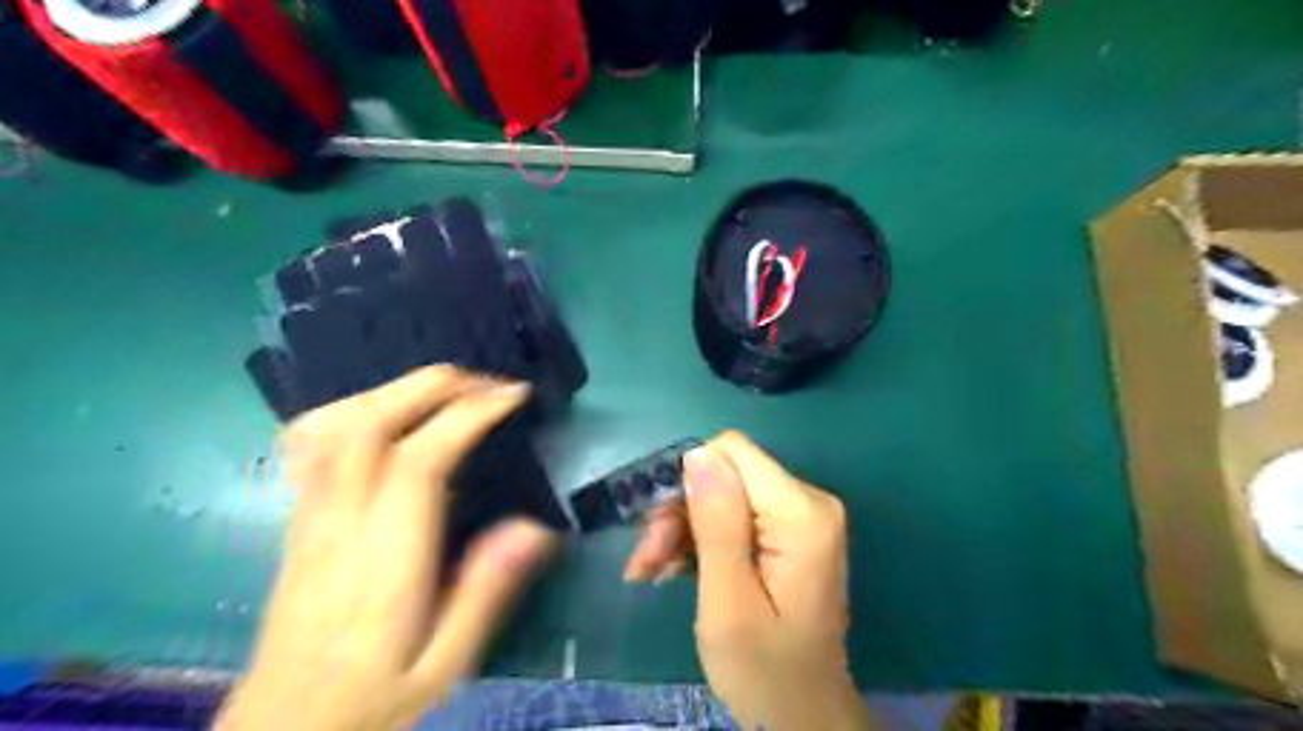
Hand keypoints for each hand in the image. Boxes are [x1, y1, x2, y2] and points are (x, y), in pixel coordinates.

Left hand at [217, 369, 559, 730]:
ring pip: (335, 423)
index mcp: (383, 561)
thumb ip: (485, 594)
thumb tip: (536, 527)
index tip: (514, 395)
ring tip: (448, 387)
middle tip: (490, 381)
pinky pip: (314, 440)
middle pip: (370, 424)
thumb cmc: (372, 699)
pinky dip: (356, 405)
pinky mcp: (298, 516)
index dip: (470, 415)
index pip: (420, 461)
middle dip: (435, 386)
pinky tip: (387, 409)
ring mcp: (309, 515)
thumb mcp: (445, 664)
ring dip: (396, 388)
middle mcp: (338, 524)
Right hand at [622, 430, 874, 729]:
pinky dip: (701, 538)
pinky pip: (735, 514)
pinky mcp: (790, 532)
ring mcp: (801, 516)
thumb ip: (716, 524)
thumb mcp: (728, 602)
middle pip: (726, 475)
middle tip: (646, 562)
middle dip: (679, 512)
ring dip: (682, 529)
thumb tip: (698, 453)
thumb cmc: (764, 670)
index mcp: (801, 514)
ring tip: (653, 571)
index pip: (732, 452)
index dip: (689, 483)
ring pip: (723, 494)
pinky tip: (675, 569)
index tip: (660, 532)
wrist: (803, 716)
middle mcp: (808, 501)